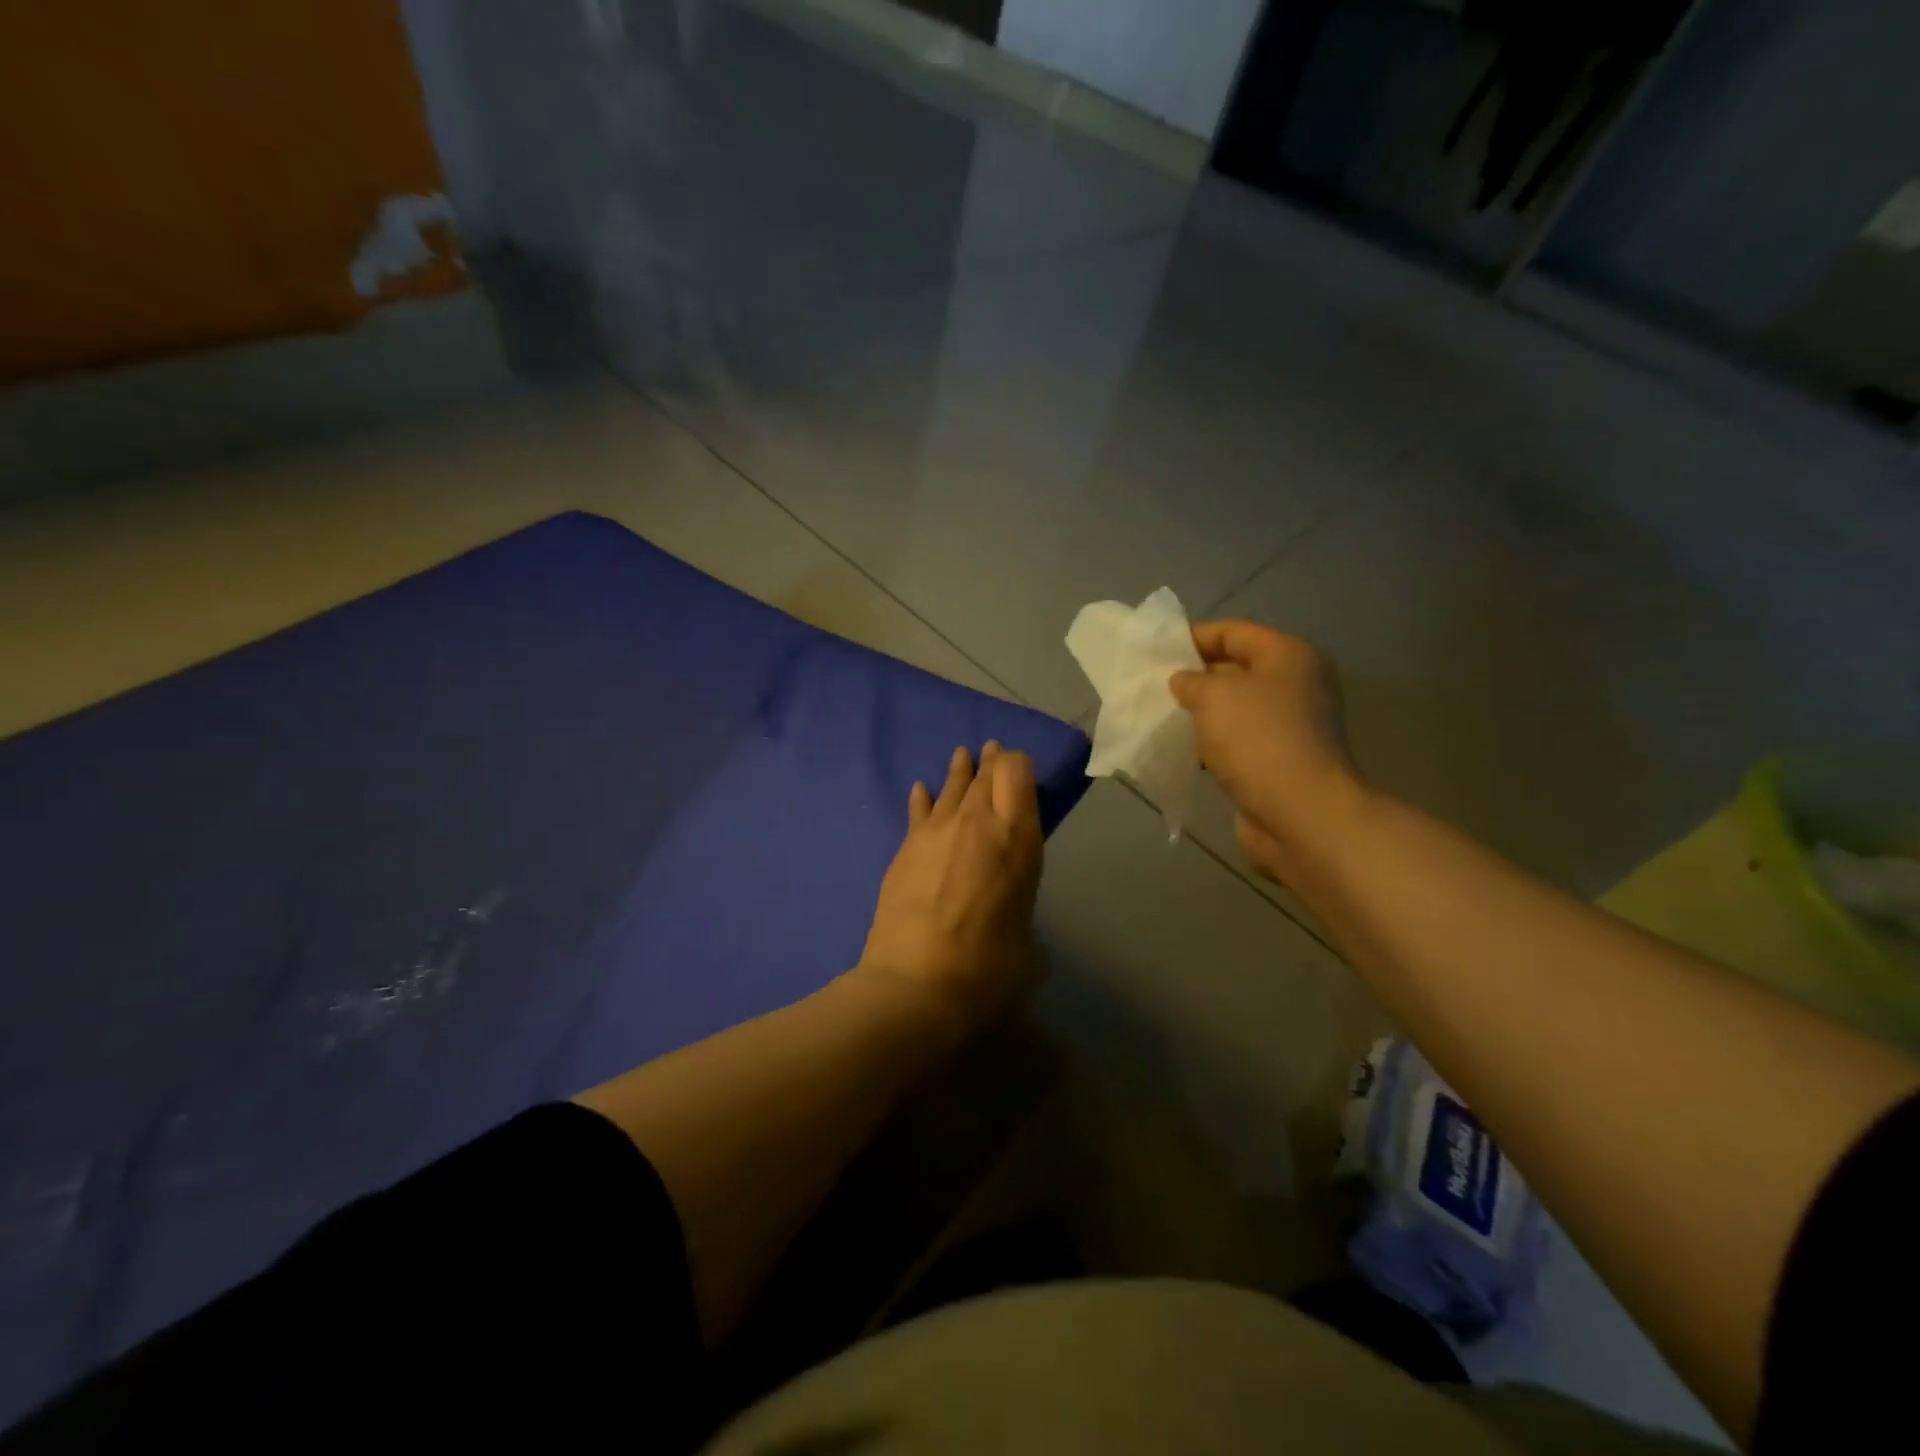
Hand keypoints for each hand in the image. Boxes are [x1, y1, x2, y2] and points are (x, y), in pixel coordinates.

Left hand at [857, 742, 1044, 1034]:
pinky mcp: (904, 850)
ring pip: (951, 788)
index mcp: (1016, 840)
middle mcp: (976, 824)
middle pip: (985, 776)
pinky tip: (921, 789)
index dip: (1018, 764)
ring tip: (963, 755)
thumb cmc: (988, 973)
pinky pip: (918, 812)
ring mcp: (935, 833)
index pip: (1017, 775)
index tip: (1019, 767)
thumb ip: (1019, 907)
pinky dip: (923, 799)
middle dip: (992, 762)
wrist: (915, 989)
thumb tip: (1005, 908)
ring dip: (960, 772)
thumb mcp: (1028, 942)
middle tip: (993, 751)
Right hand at [1169, 620, 1369, 884]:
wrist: (1300, 813)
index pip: (1234, 632)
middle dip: (1195, 676)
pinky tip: (1183, 749)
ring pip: (1235, 708)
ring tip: (1161, 717)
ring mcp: (1291, 725)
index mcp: (1288, 656)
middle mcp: (1296, 685)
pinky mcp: (1280, 760)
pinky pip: (1238, 741)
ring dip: (1201, 713)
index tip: (1156, 652)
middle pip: (1236, 669)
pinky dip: (1212, 743)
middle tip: (1153, 686)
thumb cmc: (1258, 739)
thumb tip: (1184, 681)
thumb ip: (1191, 680)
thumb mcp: (1214, 695)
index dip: (1193, 637)